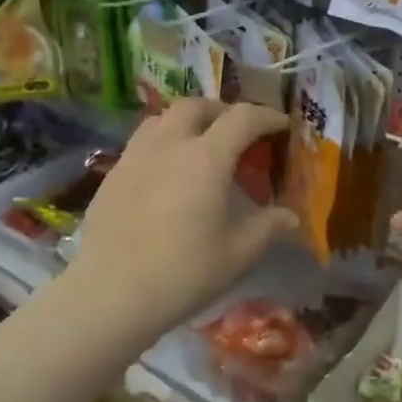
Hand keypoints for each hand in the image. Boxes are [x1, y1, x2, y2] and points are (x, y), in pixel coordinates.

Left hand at [63, 100, 298, 339]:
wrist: (112, 294)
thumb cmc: (184, 274)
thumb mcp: (238, 255)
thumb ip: (268, 228)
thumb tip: (290, 217)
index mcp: (206, 159)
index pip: (242, 118)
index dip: (267, 116)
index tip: (281, 126)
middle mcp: (169, 145)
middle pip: (196, 106)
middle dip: (222, 111)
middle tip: (238, 133)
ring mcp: (134, 157)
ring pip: (162, 118)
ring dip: (187, 122)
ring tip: (199, 146)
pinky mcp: (111, 176)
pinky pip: (141, 143)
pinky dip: (162, 144)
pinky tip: (166, 175)